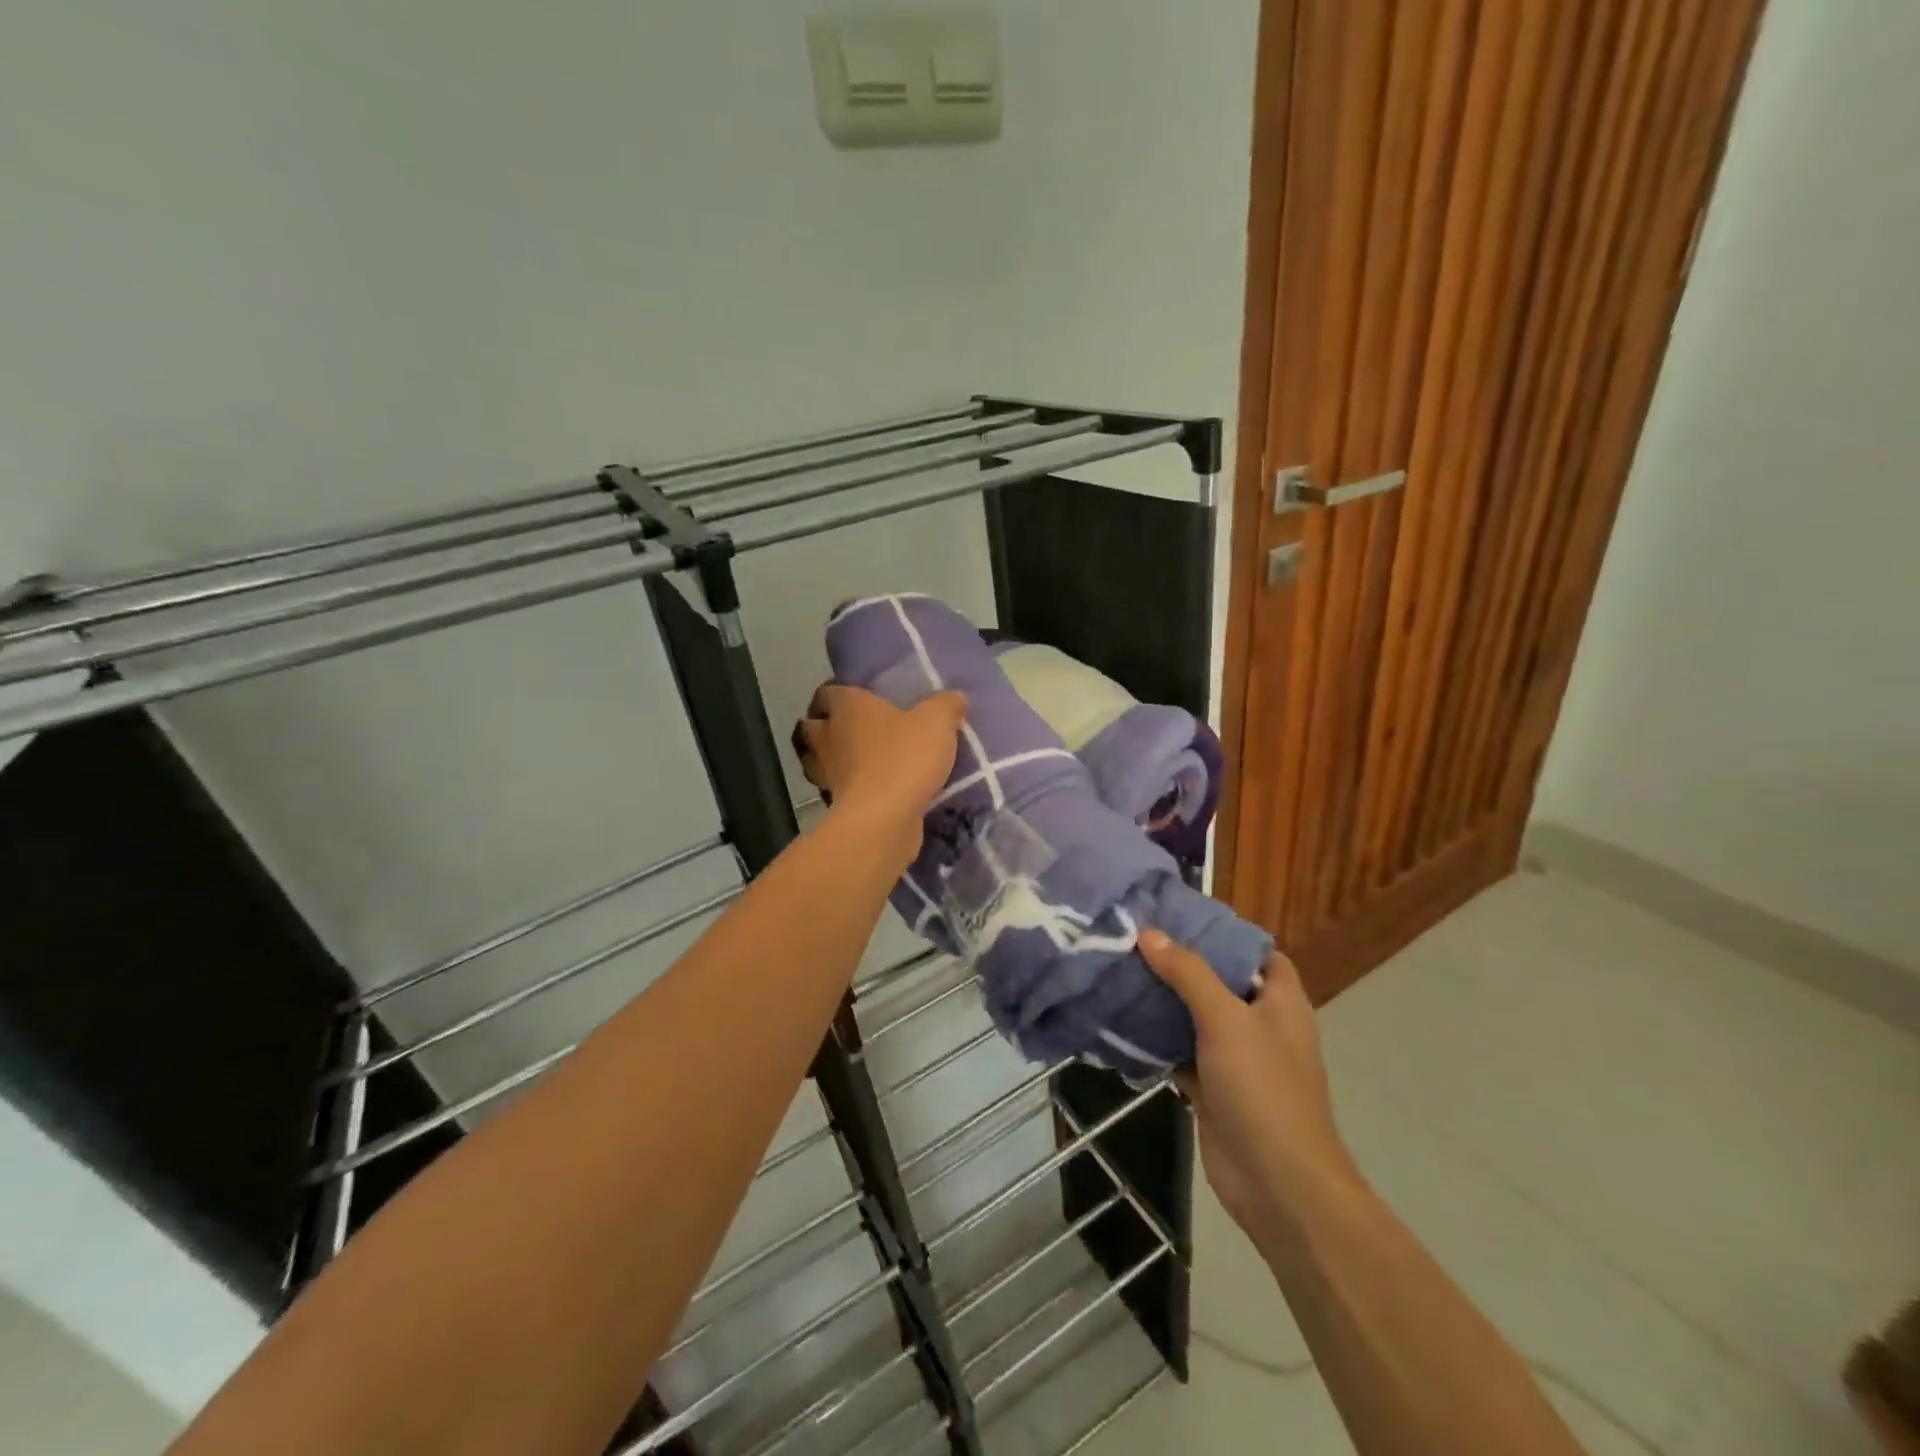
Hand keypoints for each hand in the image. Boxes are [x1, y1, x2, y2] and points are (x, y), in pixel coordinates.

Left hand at [795, 684, 965, 858]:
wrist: (883, 819)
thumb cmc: (904, 758)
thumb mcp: (937, 722)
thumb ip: (946, 706)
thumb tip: (955, 698)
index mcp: (848, 707)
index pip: (829, 692)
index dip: (839, 693)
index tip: (855, 697)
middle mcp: (829, 737)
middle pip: (814, 726)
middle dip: (827, 726)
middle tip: (856, 729)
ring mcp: (828, 773)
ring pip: (822, 760)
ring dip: (836, 759)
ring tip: (863, 761)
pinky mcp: (837, 805)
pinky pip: (840, 790)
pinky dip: (851, 788)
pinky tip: (875, 790)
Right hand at [1137, 930, 1364, 1246]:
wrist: (1278, 1186)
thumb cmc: (1263, 1089)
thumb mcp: (1226, 1019)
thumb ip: (1188, 973)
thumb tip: (1148, 933)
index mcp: (1280, 1002)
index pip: (1257, 952)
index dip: (1223, 933)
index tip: (1178, 915)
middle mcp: (1260, 1025)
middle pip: (1219, 982)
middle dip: (1181, 963)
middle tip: (1134, 937)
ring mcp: (1235, 1060)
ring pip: (1194, 1018)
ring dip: (1163, 1001)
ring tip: (1119, 969)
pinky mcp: (1211, 1089)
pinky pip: (1179, 1053)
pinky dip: (1154, 1041)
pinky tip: (1119, 1021)